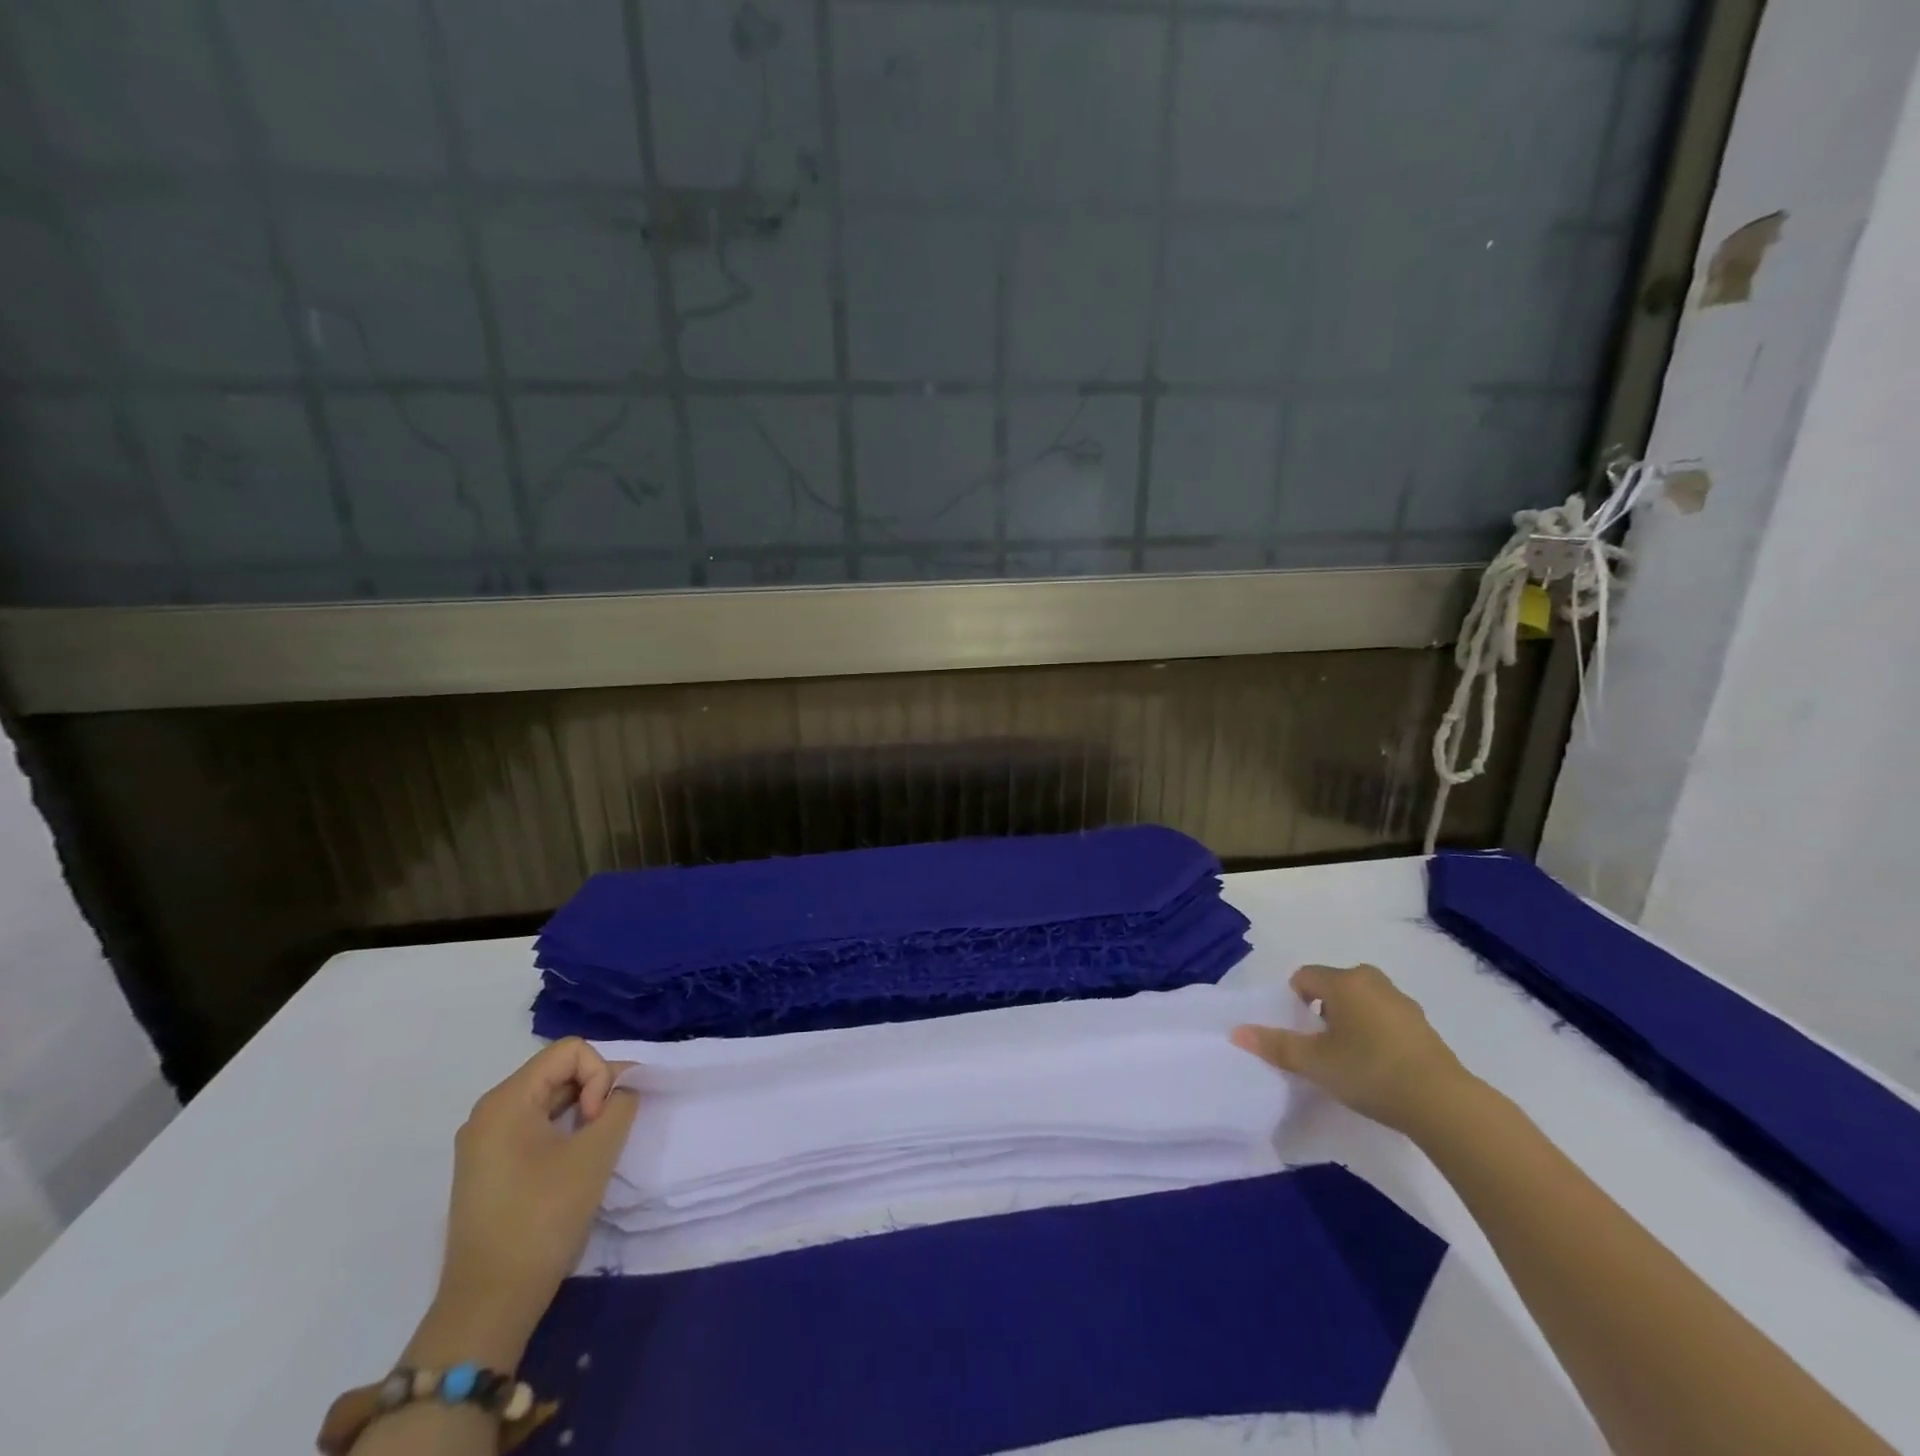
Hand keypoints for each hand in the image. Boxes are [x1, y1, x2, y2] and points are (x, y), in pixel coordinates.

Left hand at [429, 1039, 639, 1359]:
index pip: (571, 1051)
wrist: (489, 1303)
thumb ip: (620, 1105)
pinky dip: (563, 1131)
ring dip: (580, 1112)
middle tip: (603, 1134)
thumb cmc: (543, 1218)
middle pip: (558, 1071)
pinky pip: (534, 1125)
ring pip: (549, 1099)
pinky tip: (573, 1162)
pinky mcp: (489, 1167)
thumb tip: (623, 1089)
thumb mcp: (596, 1153)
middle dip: (592, 1091)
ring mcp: (484, 1142)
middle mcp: (488, 1112)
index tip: (598, 1121)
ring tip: (592, 1150)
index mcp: (505, 1101)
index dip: (599, 1075)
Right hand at [1231, 963, 1474, 1135]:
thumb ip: (1275, 1045)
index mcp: (1344, 981)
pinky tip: (1378, 1066)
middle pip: (1334, 985)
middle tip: (1321, 1045)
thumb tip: (1237, 1032)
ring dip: (1350, 1021)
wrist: (1443, 1104)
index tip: (1300, 1033)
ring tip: (1349, 1058)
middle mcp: (1372, 981)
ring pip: (1361, 1001)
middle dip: (1322, 1009)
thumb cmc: (1369, 1071)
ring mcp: (1402, 1002)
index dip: (1294, 1001)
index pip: (1304, 977)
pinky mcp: (1423, 1026)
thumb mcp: (1314, 1062)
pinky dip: (1375, 1033)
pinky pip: (1385, 1018)